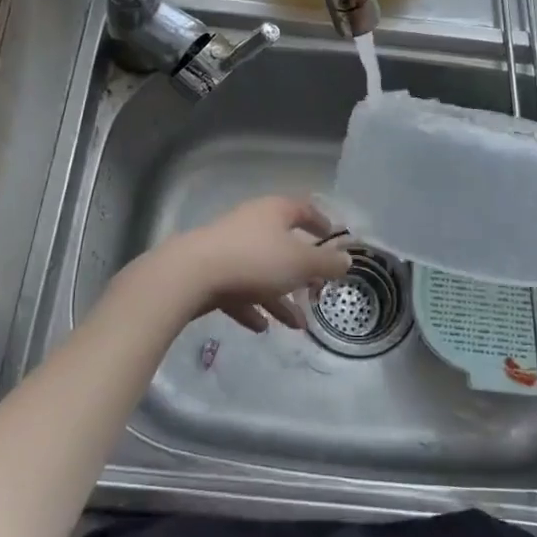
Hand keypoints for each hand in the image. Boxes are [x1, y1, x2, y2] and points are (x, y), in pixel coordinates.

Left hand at [144, 195, 351, 333]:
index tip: (332, 236)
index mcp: (274, 212)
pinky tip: (261, 327)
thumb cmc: (255, 260)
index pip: (302, 209)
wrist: (191, 275)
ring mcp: (228, 248)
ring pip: (261, 272)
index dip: (320, 222)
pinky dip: (251, 306)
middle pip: (282, 245)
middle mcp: (251, 224)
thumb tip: (346, 260)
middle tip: (316, 291)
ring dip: (279, 297)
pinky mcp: (210, 272)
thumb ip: (326, 263)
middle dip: (301, 271)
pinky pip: (238, 289)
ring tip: (296, 325)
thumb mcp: (300, 263)